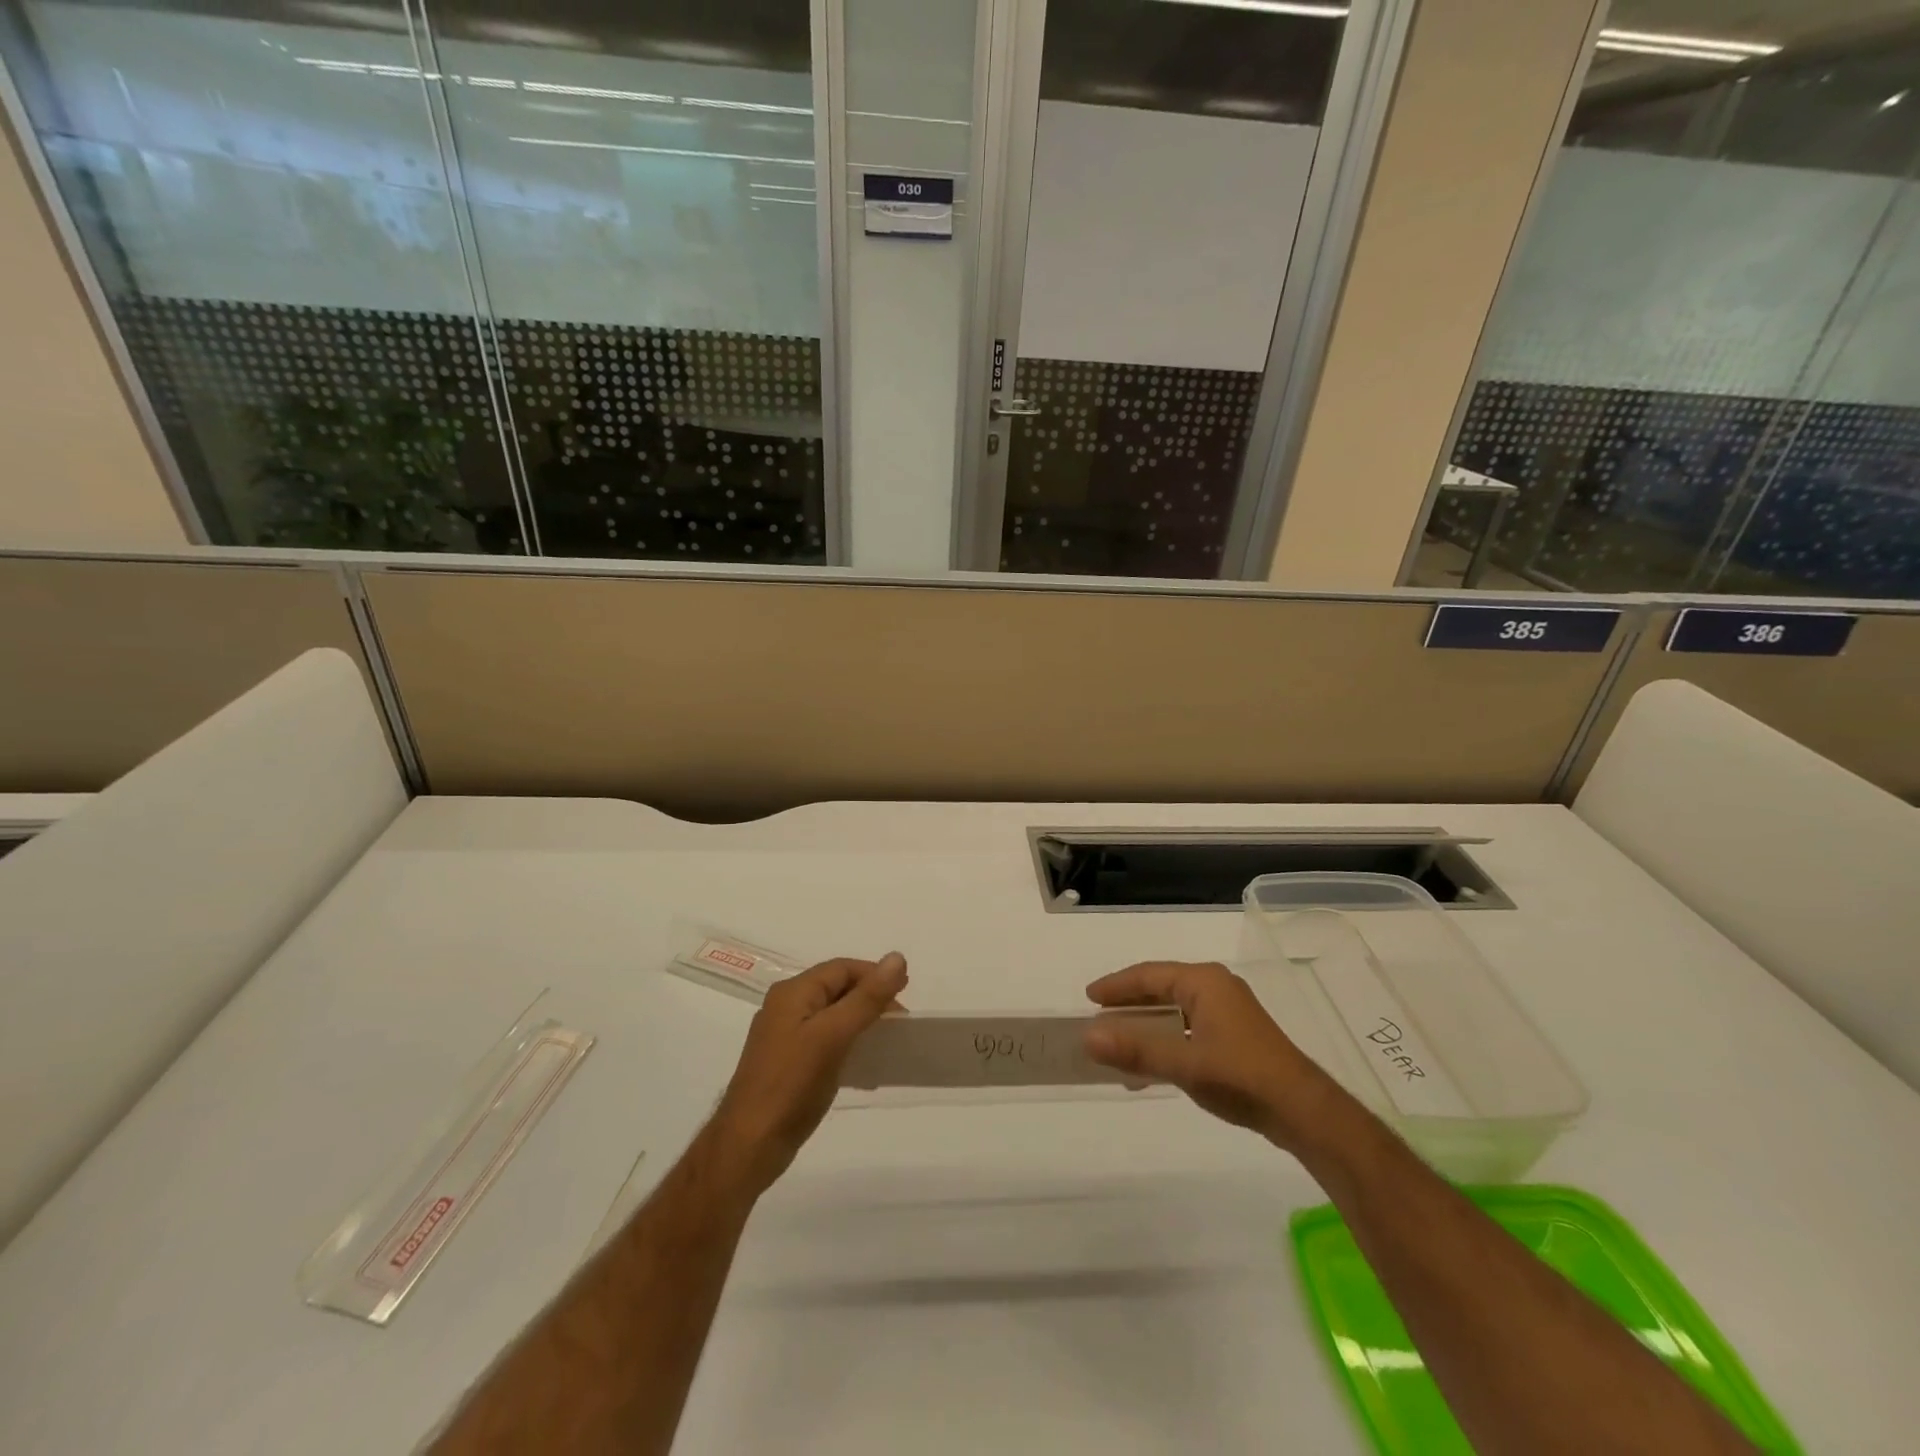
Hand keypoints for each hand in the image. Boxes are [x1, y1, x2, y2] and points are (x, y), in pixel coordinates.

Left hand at [705, 953, 908, 1195]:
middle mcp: (785, 1007)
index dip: (875, 974)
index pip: (841, 968)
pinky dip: (848, 1045)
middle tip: (900, 1020)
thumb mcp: (833, 1035)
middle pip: (836, 989)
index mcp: (792, 993)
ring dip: (861, 1022)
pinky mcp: (788, 1065)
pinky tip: (865, 1066)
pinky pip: (825, 1042)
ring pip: (832, 1016)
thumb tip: (897, 957)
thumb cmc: (791, 1084)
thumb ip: (866, 998)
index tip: (906, 991)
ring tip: (888, 1040)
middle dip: (870, 998)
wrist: (749, 1146)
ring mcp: (785, 1037)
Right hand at [1083, 961, 1338, 1151]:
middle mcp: (1216, 988)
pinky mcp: (1235, 1037)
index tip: (1089, 998)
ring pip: (1174, 1010)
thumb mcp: (1183, 1063)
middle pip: (1161, 989)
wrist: (1303, 1111)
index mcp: (1204, 982)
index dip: (1117, 986)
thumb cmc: (1241, 1076)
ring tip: (1118, 1044)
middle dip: (1130, 1005)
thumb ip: (1135, 1050)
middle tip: (1098, 1018)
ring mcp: (1228, 1012)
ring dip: (1146, 1026)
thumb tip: (1088, 1037)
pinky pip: (1188, 1028)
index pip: (1149, 975)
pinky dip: (1165, 1041)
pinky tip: (1151, 1066)